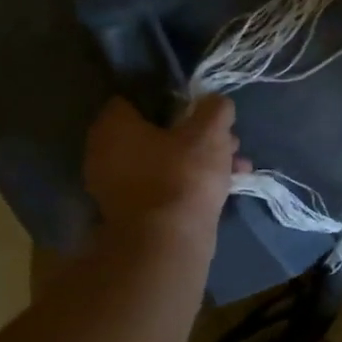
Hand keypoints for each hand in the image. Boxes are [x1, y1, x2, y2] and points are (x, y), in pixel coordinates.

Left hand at [84, 95, 243, 236]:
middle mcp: (104, 153)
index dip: (172, 99)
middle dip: (195, 134)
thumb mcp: (210, 132)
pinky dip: (190, 183)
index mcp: (113, 127)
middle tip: (226, 140)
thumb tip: (215, 101)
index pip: (136, 99)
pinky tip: (224, 188)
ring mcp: (115, 186)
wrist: (167, 241)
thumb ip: (215, 109)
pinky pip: (165, 185)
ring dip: (199, 160)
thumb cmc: (183, 175)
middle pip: (156, 132)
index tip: (200, 108)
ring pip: (165, 160)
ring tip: (236, 166)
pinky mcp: (132, 212)